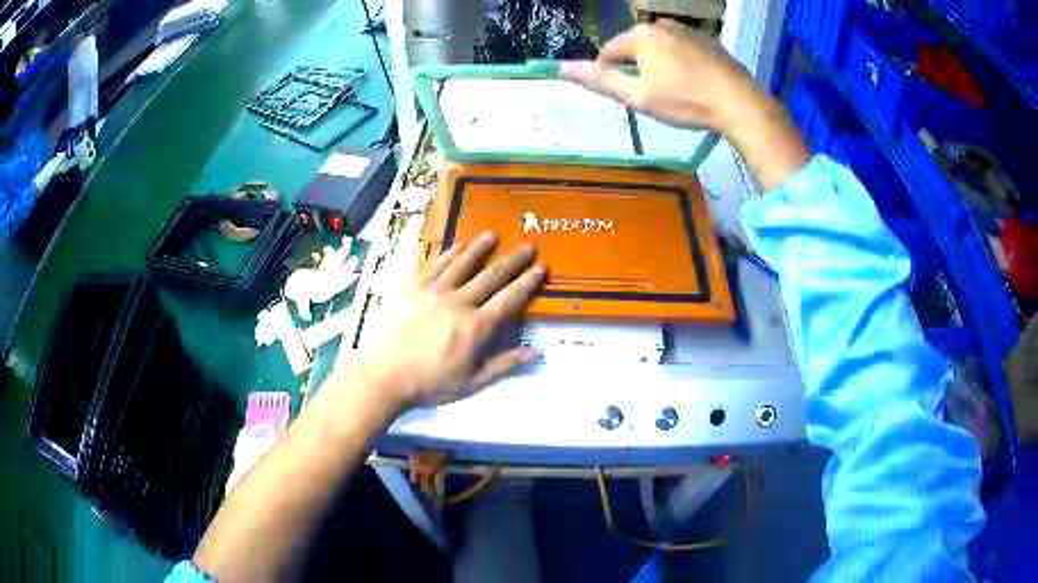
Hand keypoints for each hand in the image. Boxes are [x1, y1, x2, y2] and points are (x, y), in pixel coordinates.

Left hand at [336, 232, 544, 411]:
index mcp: (477, 327)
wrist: (384, 375)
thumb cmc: (429, 384)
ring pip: (463, 264)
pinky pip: (435, 266)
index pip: (509, 299)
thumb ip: (504, 365)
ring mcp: (434, 292)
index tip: (541, 267)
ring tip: (492, 235)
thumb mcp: (471, 382)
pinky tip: (457, 246)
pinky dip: (449, 254)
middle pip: (491, 276)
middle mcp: (459, 302)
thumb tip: (535, 353)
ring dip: (480, 248)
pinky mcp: (413, 288)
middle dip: (512, 260)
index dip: (527, 282)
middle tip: (527, 246)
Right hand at [562, 20, 810, 190]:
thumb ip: (601, 80)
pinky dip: (679, 60)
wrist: (739, 102)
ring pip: (659, 46)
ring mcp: (686, 29)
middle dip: (635, 66)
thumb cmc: (685, 100)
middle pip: (634, 46)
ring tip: (672, 89)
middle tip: (649, 94)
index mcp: (639, 36)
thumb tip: (563, 67)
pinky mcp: (707, 39)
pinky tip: (691, 81)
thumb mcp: (638, 96)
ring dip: (657, 62)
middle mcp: (660, 24)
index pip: (609, 51)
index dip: (608, 73)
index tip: (622, 93)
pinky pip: (681, 47)